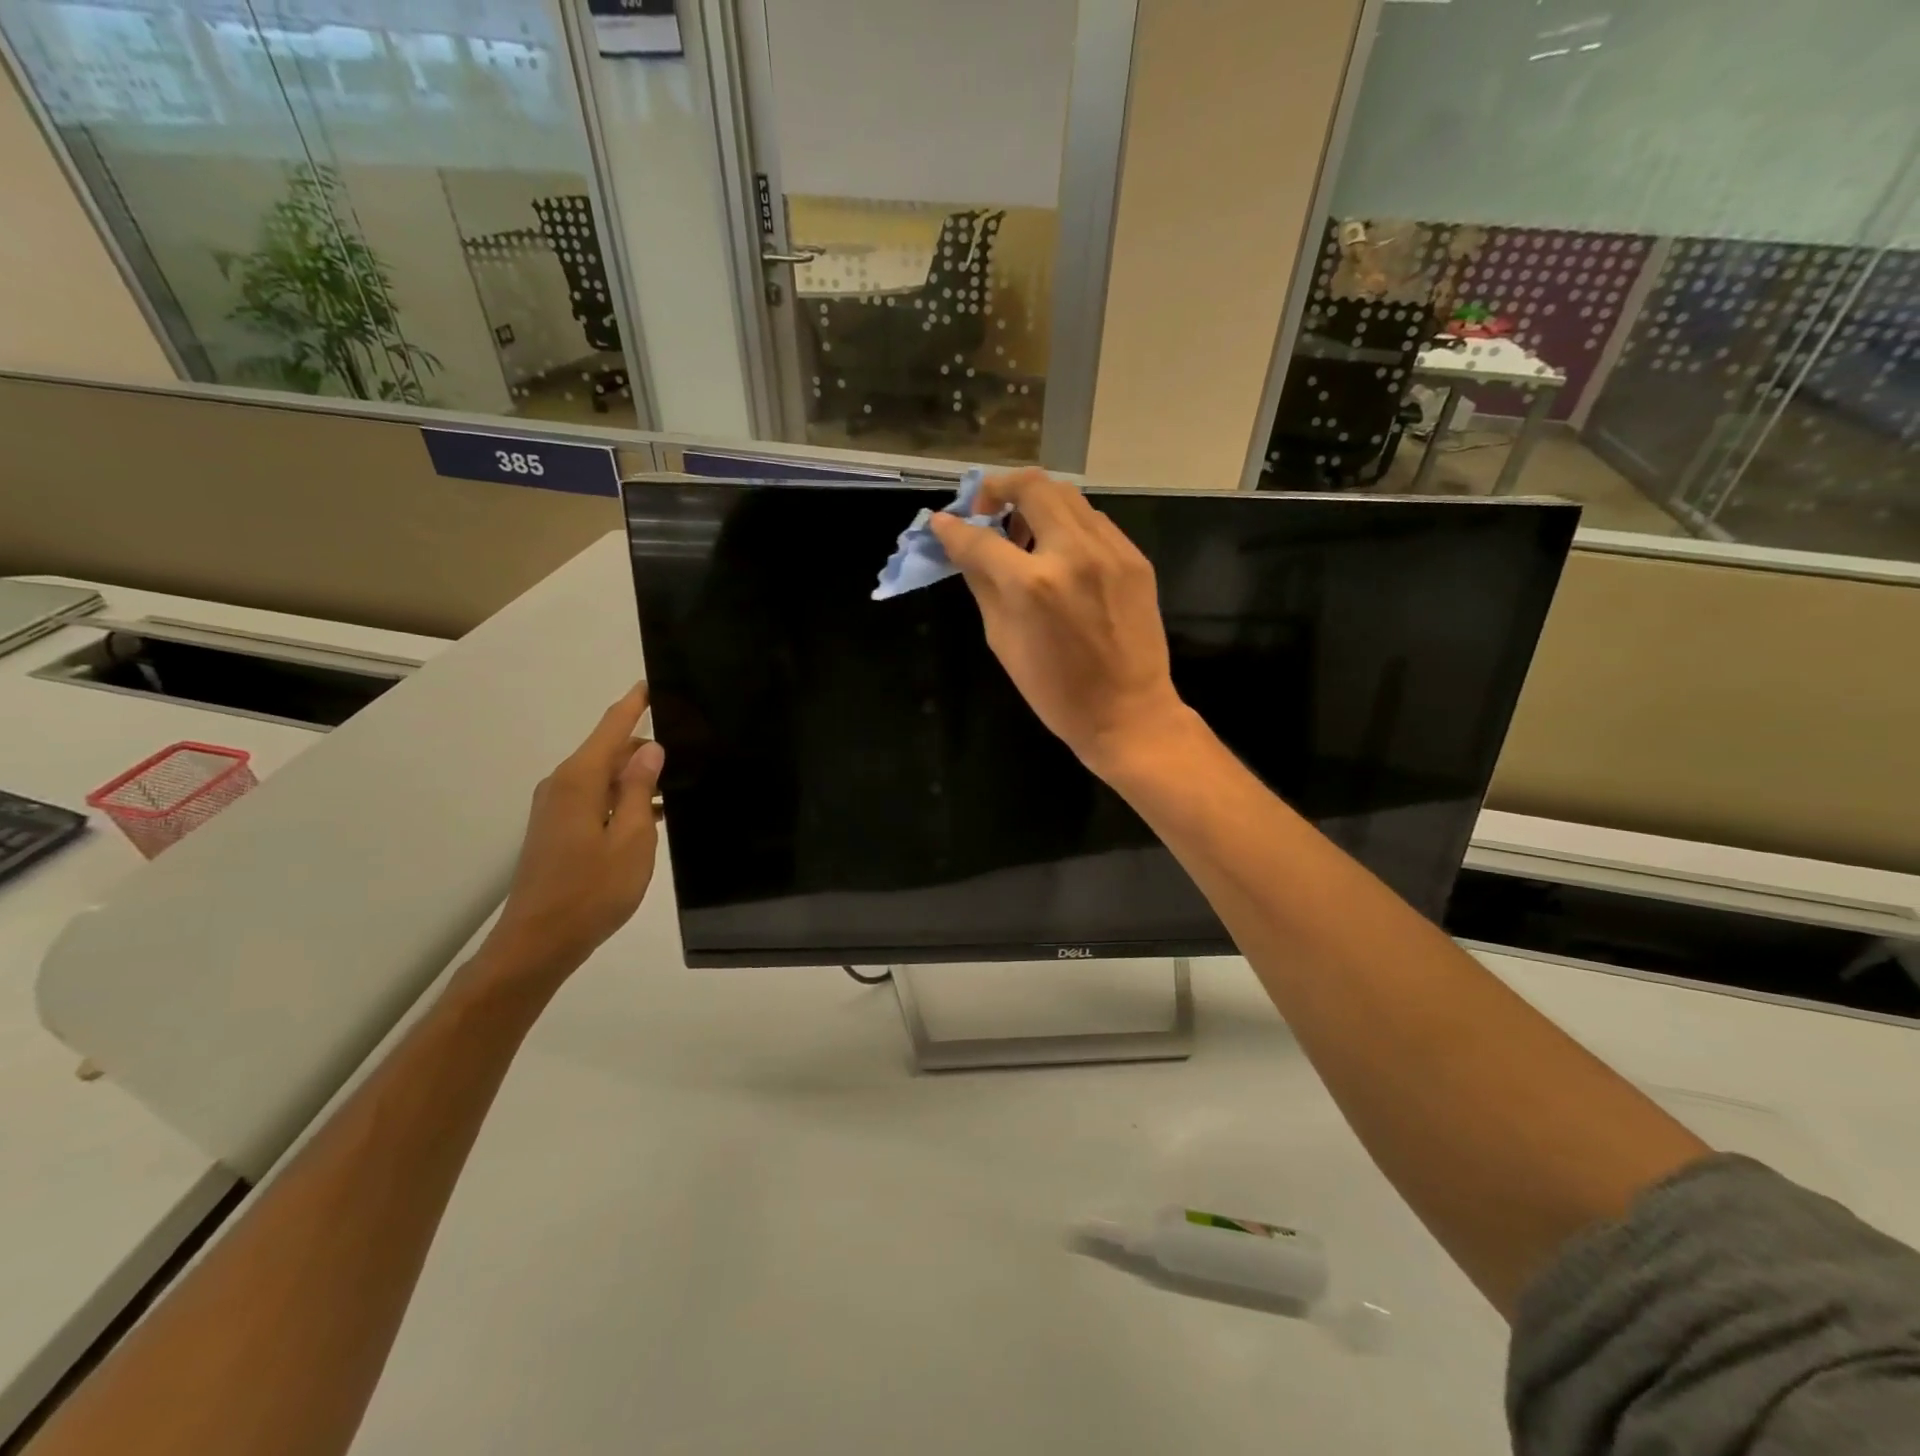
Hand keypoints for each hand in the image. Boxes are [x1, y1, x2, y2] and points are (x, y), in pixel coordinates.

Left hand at [485, 684, 664, 979]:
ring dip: (637, 777)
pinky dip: (624, 798)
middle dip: (644, 746)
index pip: (612, 727)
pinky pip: (596, 798)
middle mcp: (563, 785)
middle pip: (608, 750)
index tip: (654, 683)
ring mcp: (556, 808)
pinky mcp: (557, 829)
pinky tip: (654, 814)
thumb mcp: (633, 839)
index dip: (634, 703)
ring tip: (681, 784)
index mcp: (580, 780)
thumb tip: (651, 749)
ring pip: (604, 776)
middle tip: (690, 750)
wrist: (538, 942)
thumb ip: (641, 789)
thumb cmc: (592, 891)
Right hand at [927, 470, 1193, 776]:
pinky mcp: (1134, 558)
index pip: (980, 538)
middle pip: (1032, 486)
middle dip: (998, 487)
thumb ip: (982, 584)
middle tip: (986, 508)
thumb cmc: (1055, 691)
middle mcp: (1073, 553)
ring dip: (1036, 501)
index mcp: (1033, 585)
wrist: (1128, 712)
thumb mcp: (1002, 640)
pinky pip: (1094, 521)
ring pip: (1067, 495)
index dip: (953, 528)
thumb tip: (962, 546)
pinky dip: (1067, 524)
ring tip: (1023, 531)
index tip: (942, 522)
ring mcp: (1111, 551)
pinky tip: (1059, 551)